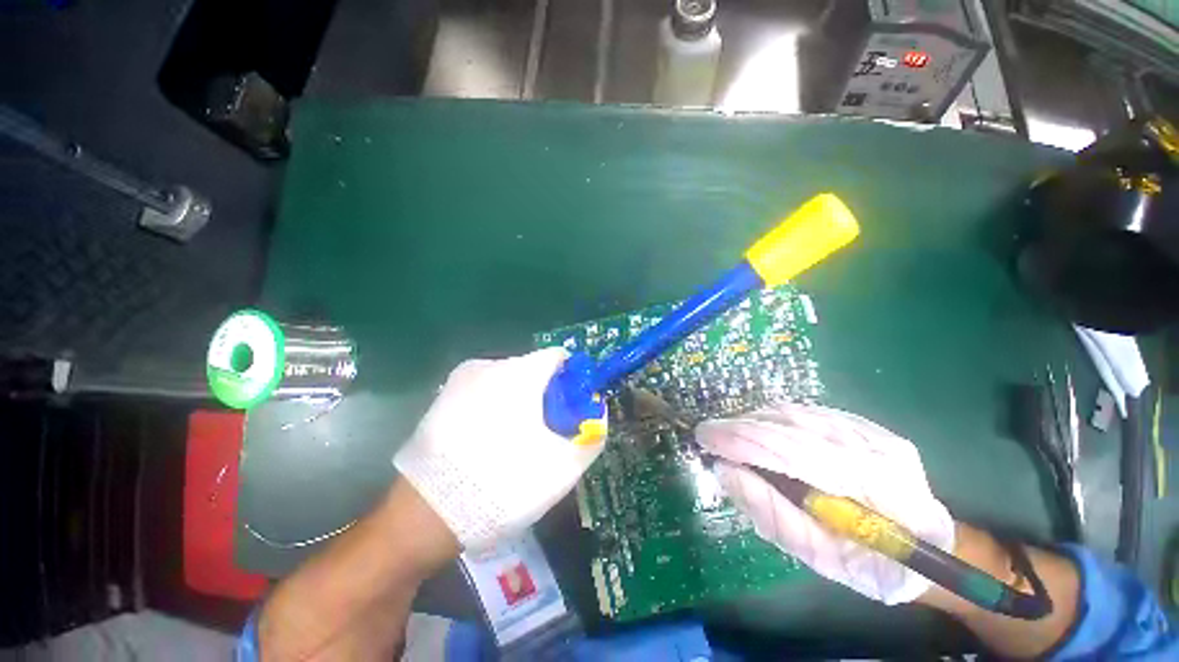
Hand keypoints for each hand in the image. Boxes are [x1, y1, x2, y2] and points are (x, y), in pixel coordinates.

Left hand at [394, 348, 604, 550]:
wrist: (424, 517)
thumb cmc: (502, 484)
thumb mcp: (562, 467)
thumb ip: (591, 435)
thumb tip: (597, 415)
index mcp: (518, 373)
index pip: (558, 359)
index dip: (570, 383)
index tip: (570, 411)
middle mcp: (488, 365)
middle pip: (532, 371)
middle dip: (544, 397)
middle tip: (543, 434)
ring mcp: (459, 380)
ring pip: (507, 383)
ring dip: (519, 405)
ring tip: (512, 444)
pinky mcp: (441, 398)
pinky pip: (482, 394)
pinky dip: (494, 410)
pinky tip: (485, 445)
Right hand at [696, 404, 953, 604]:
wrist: (930, 546)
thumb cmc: (875, 566)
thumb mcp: (821, 558)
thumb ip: (772, 514)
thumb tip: (726, 471)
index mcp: (875, 489)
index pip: (793, 450)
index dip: (743, 440)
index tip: (705, 438)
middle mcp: (875, 448)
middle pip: (792, 425)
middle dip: (741, 427)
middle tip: (709, 434)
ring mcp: (873, 431)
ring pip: (796, 413)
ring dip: (754, 421)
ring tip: (731, 435)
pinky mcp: (865, 424)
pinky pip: (807, 412)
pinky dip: (774, 419)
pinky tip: (761, 431)